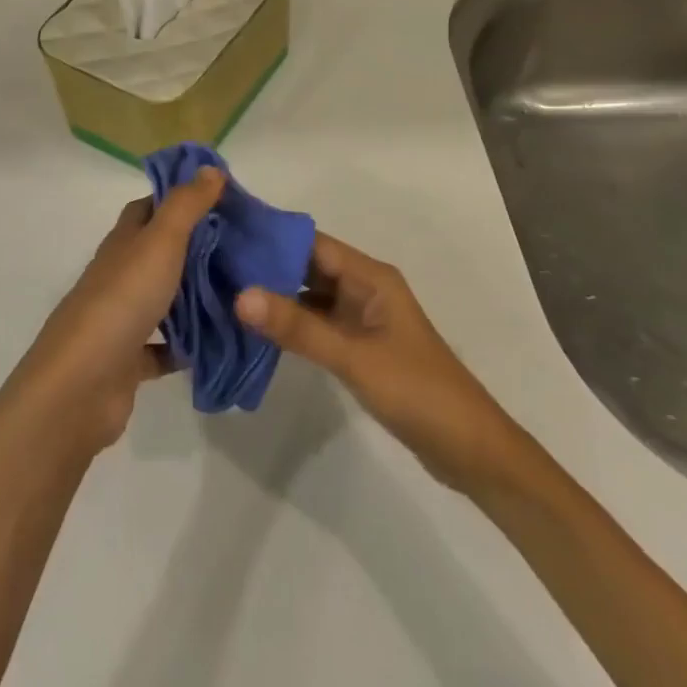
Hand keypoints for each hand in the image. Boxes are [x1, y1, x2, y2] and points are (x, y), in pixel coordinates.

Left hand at [10, 166, 224, 454]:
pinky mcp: (129, 361)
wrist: (80, 385)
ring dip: (195, 296)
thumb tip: (210, 168)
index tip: (221, 199)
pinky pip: (165, 348)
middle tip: (244, 247)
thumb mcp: (160, 242)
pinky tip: (219, 342)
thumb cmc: (122, 301)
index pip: (149, 208)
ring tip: (240, 291)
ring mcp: (122, 318)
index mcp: (124, 242)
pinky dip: (188, 345)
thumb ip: (187, 205)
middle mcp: (120, 275)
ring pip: (164, 298)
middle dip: (197, 247)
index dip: (180, 198)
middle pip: (159, 252)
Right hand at [236, 233, 512, 493]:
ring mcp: (362, 319)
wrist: (471, 451)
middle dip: (267, 267)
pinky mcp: (359, 347)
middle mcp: (365, 289)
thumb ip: (298, 328)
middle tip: (215, 265)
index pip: (312, 243)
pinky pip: (317, 325)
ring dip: (276, 297)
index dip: (272, 237)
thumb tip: (240, 295)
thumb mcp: (353, 358)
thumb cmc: (417, 391)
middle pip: (308, 267)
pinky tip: (257, 330)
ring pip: (310, 297)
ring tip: (225, 293)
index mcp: (371, 277)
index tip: (227, 235)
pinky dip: (290, 325)